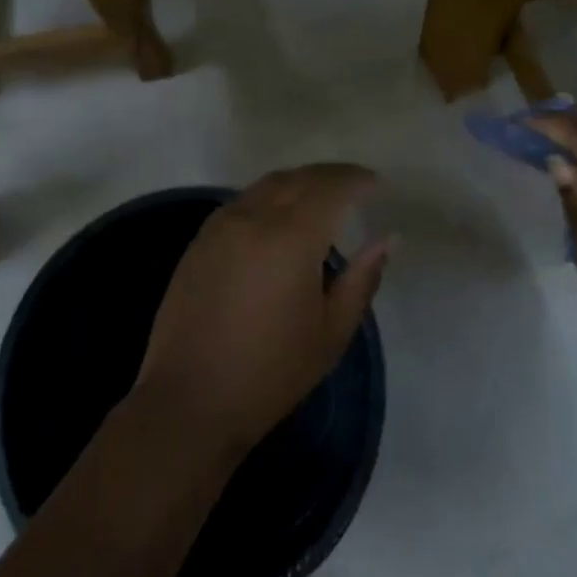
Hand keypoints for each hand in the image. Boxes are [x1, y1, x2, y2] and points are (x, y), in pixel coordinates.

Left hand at [136, 165, 391, 456]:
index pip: (330, 187)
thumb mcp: (331, 332)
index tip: (375, 183)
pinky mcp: (200, 240)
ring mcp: (220, 225)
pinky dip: (269, 196)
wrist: (189, 400)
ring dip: (298, 182)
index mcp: (291, 237)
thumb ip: (362, 278)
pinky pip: (242, 201)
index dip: (355, 179)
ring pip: (266, 185)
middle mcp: (253, 217)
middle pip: (297, 178)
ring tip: (320, 197)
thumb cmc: (271, 372)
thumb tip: (387, 238)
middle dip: (329, 175)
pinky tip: (278, 216)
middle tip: (353, 185)